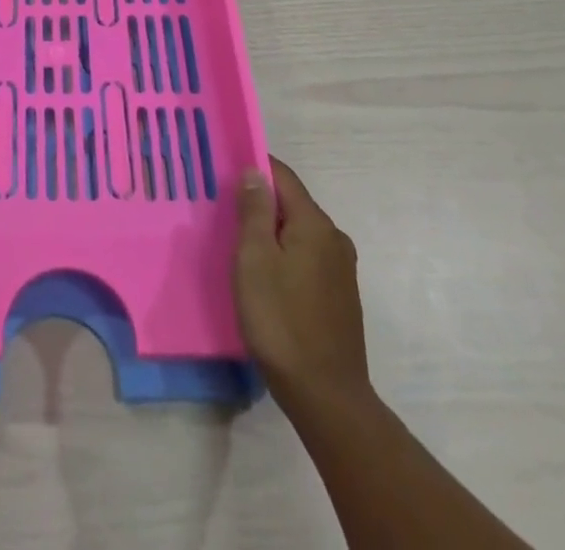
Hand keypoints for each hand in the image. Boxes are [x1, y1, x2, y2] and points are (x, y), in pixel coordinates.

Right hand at [233, 157, 370, 409]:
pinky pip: (306, 258)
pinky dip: (284, 255)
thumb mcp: (254, 259)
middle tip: (223, 210)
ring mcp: (341, 270)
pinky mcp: (339, 296)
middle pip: (292, 204)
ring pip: (299, 233)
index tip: (224, 170)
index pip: (282, 176)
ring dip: (271, 232)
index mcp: (315, 224)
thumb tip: (254, 172)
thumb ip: (254, 211)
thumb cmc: (281, 320)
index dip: (254, 167)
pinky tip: (265, 276)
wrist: (326, 397)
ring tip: (239, 244)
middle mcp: (334, 239)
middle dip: (260, 202)